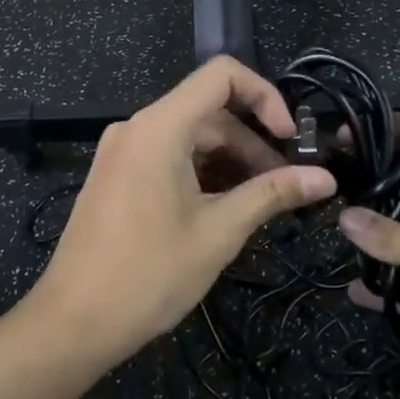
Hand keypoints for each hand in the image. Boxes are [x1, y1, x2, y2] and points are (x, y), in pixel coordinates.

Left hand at [36, 57, 336, 350]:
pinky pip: (168, 158)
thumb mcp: (219, 232)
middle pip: (209, 112)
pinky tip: (224, 209)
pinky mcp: (117, 177)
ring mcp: (122, 152)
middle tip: (287, 187)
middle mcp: (137, 128)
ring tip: (262, 204)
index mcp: (159, 127)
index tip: (290, 139)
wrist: (73, 323)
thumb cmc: (148, 275)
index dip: (265, 96)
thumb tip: (325, 178)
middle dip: (253, 144)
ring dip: (230, 162)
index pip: (221, 75)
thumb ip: (272, 194)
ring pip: (190, 138)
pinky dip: (202, 173)